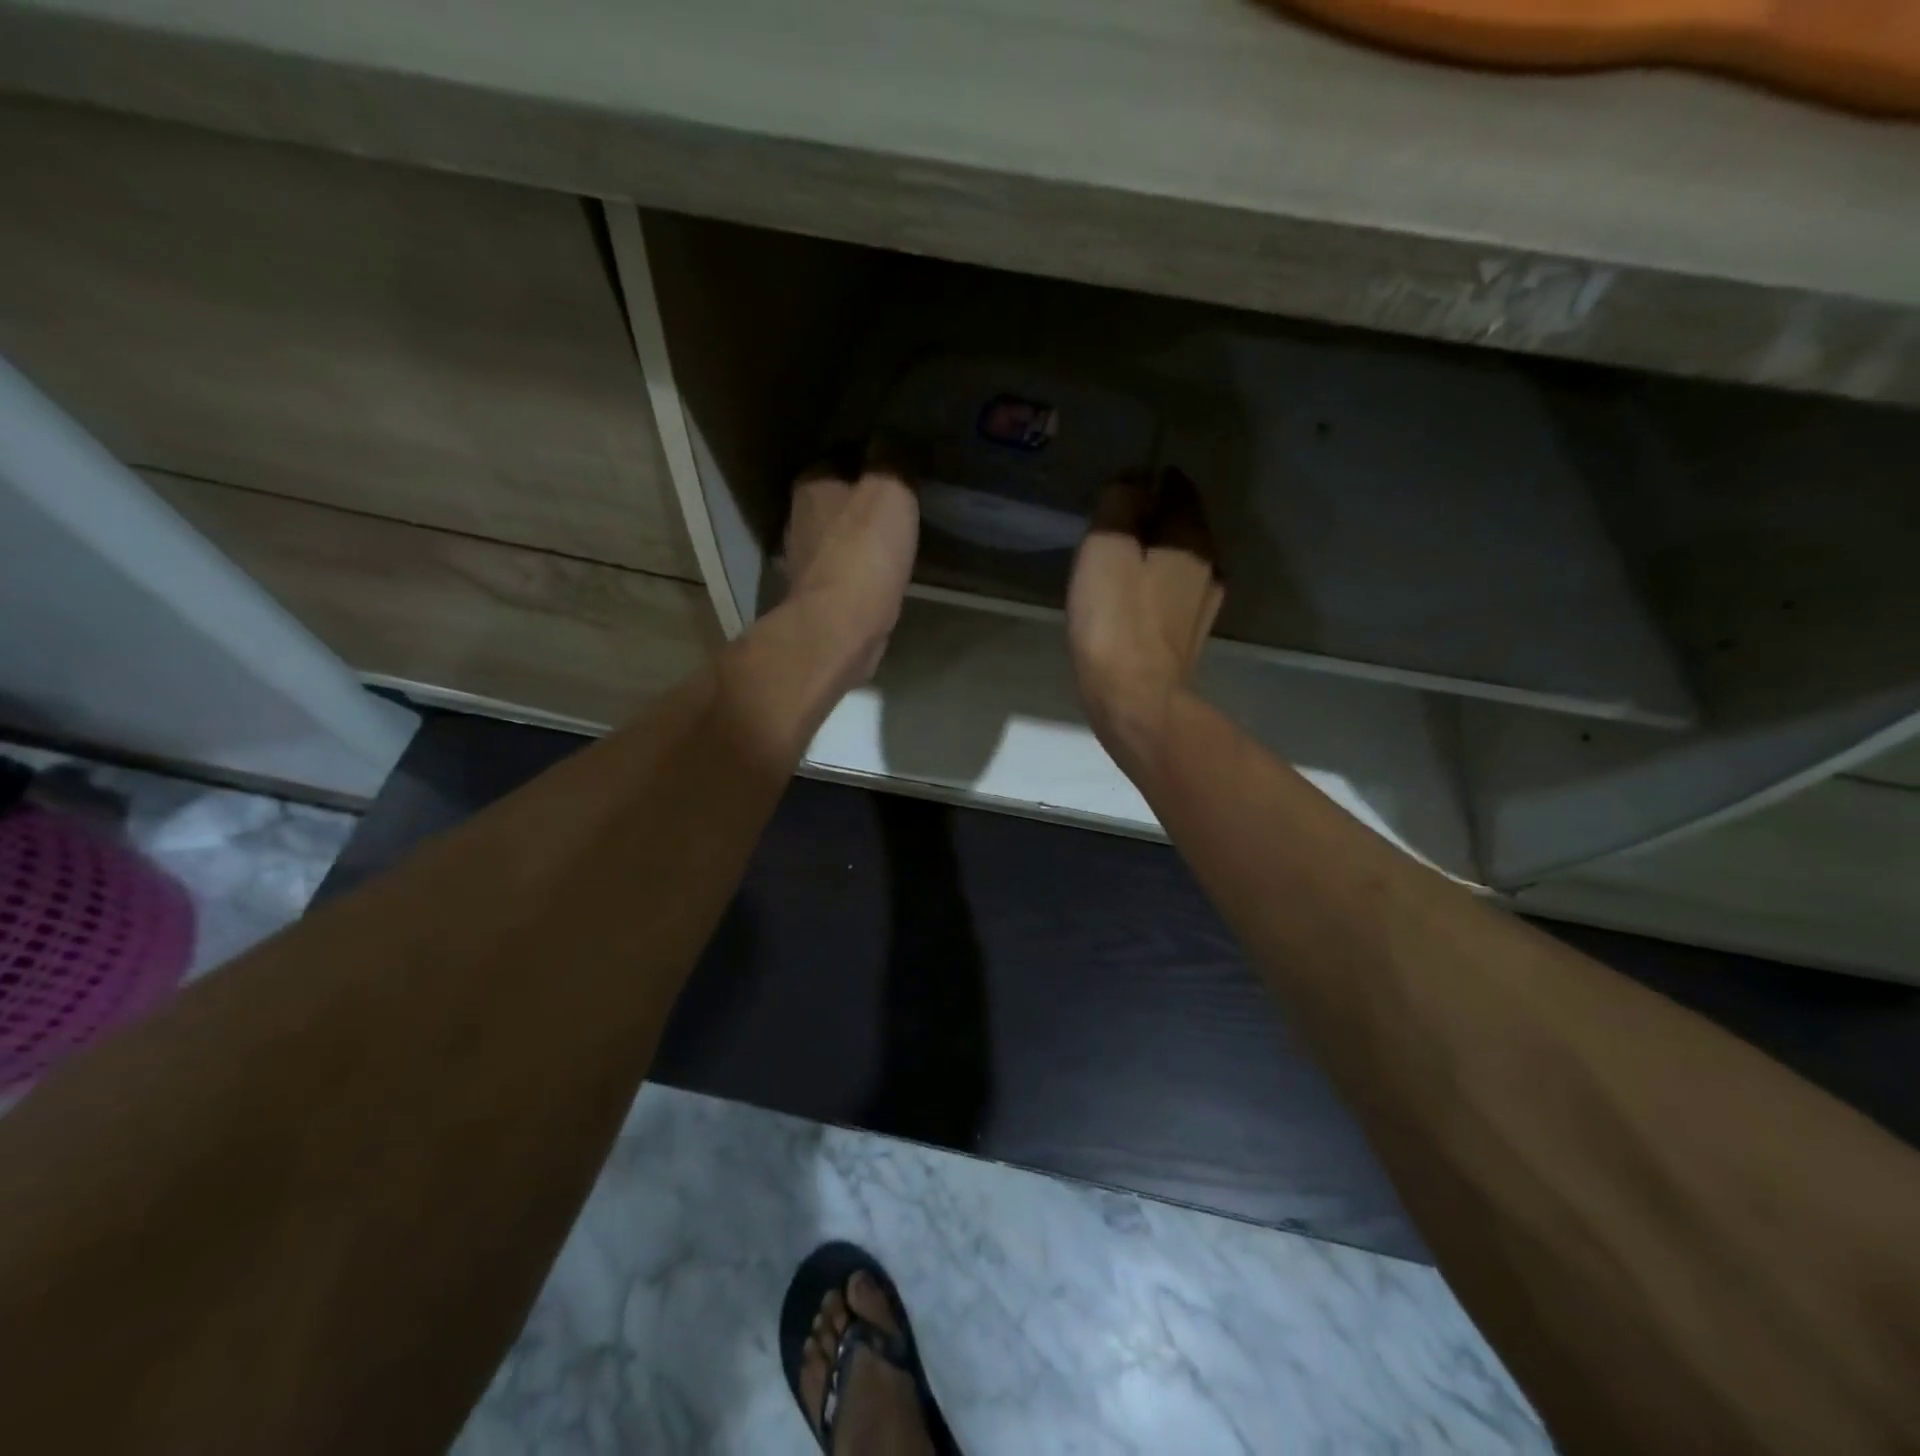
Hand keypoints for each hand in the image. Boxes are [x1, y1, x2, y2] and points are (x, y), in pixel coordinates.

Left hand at [782, 458, 919, 692]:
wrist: (841, 627)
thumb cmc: (865, 551)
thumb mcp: (890, 489)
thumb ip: (892, 457)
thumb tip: (893, 436)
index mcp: (813, 484)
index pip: (840, 454)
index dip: (870, 456)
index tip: (899, 466)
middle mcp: (799, 517)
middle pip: (835, 496)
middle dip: (863, 497)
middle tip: (902, 502)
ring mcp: (804, 560)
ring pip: (837, 535)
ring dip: (860, 535)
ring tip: (895, 539)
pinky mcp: (817, 596)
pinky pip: (843, 570)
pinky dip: (860, 569)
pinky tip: (882, 575)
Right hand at [1067, 467, 1223, 774]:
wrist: (1134, 697)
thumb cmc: (1116, 619)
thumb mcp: (1106, 547)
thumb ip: (1119, 505)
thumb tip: (1132, 483)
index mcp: (1191, 538)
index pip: (1179, 488)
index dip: (1150, 482)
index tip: (1120, 492)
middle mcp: (1209, 566)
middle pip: (1182, 526)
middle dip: (1153, 520)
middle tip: (1113, 527)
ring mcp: (1203, 606)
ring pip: (1180, 563)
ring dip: (1155, 556)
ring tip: (1119, 564)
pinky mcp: (1189, 638)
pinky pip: (1173, 596)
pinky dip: (1155, 588)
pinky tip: (1132, 602)